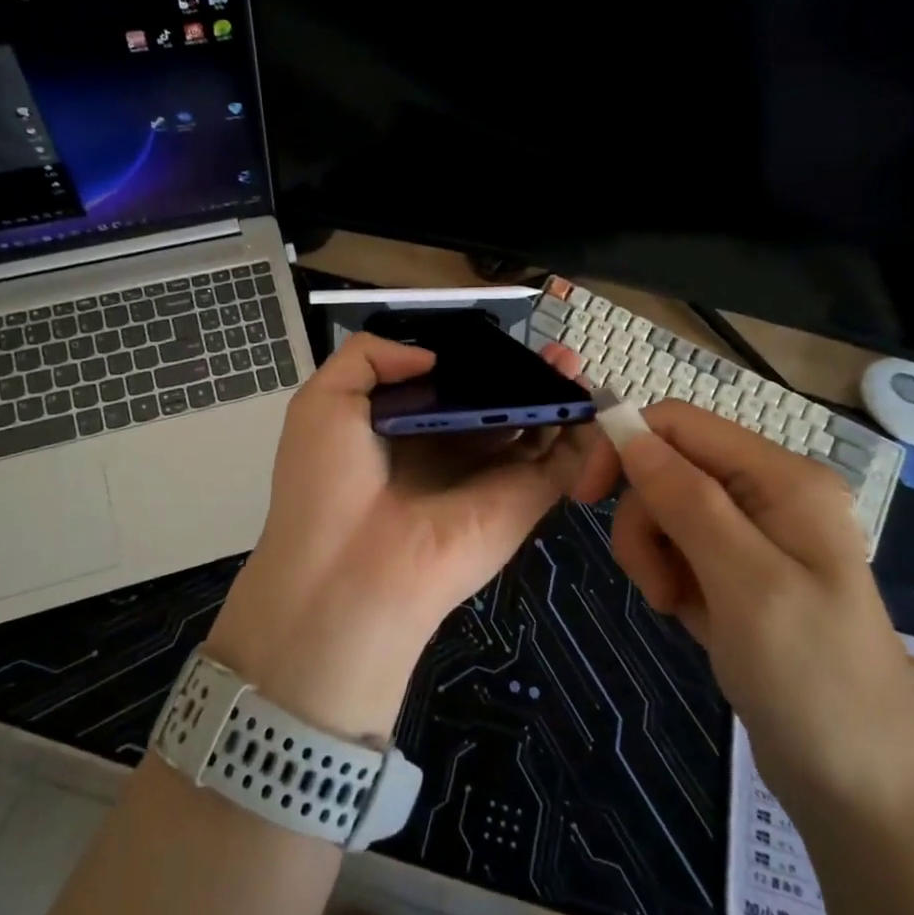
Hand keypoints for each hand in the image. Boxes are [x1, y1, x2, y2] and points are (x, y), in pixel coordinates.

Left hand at [204, 333, 595, 739]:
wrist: (350, 575)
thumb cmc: (328, 482)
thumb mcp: (324, 400)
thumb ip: (369, 357)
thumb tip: (431, 356)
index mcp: (404, 430)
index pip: (449, 388)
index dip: (473, 363)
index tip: (494, 339)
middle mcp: (450, 451)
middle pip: (497, 405)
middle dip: (523, 375)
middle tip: (549, 348)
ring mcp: (491, 477)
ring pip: (533, 428)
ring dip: (555, 394)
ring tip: (570, 362)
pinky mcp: (524, 501)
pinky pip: (562, 463)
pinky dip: (582, 434)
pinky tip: (589, 399)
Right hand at [574, 401, 913, 833]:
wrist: (865, 793)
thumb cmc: (812, 680)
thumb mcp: (745, 582)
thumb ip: (686, 499)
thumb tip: (628, 432)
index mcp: (783, 479)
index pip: (680, 424)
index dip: (625, 445)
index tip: (585, 497)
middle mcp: (770, 495)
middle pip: (669, 468)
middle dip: (644, 519)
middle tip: (654, 583)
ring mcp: (757, 537)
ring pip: (667, 510)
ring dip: (653, 553)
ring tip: (674, 606)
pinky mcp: (742, 575)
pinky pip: (681, 550)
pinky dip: (669, 576)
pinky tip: (689, 616)